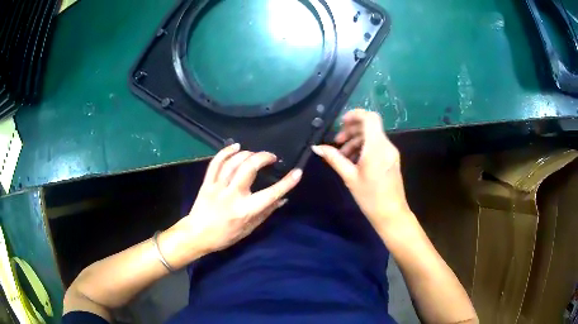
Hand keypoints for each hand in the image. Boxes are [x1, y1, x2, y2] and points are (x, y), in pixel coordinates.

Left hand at [170, 144, 301, 259]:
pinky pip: (216, 163)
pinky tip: (236, 146)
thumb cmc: (225, 236)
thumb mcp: (249, 229)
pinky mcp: (207, 183)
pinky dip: (226, 152)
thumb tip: (282, 199)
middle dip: (263, 157)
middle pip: (249, 168)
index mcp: (245, 210)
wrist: (197, 235)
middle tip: (272, 157)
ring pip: (233, 162)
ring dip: (248, 153)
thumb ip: (266, 212)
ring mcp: (218, 187)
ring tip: (256, 154)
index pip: (270, 194)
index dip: (286, 183)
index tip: (297, 172)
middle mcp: (232, 195)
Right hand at [311, 109, 411, 232]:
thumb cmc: (370, 197)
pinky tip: (353, 161)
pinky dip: (364, 147)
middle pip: (370, 126)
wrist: (391, 214)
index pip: (370, 118)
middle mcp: (386, 145)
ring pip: (372, 136)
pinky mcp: (391, 159)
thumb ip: (334, 159)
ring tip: (342, 156)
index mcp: (377, 147)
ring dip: (356, 140)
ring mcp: (391, 152)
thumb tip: (317, 147)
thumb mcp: (349, 177)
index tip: (340, 123)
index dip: (355, 115)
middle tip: (338, 142)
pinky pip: (377, 146)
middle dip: (352, 130)